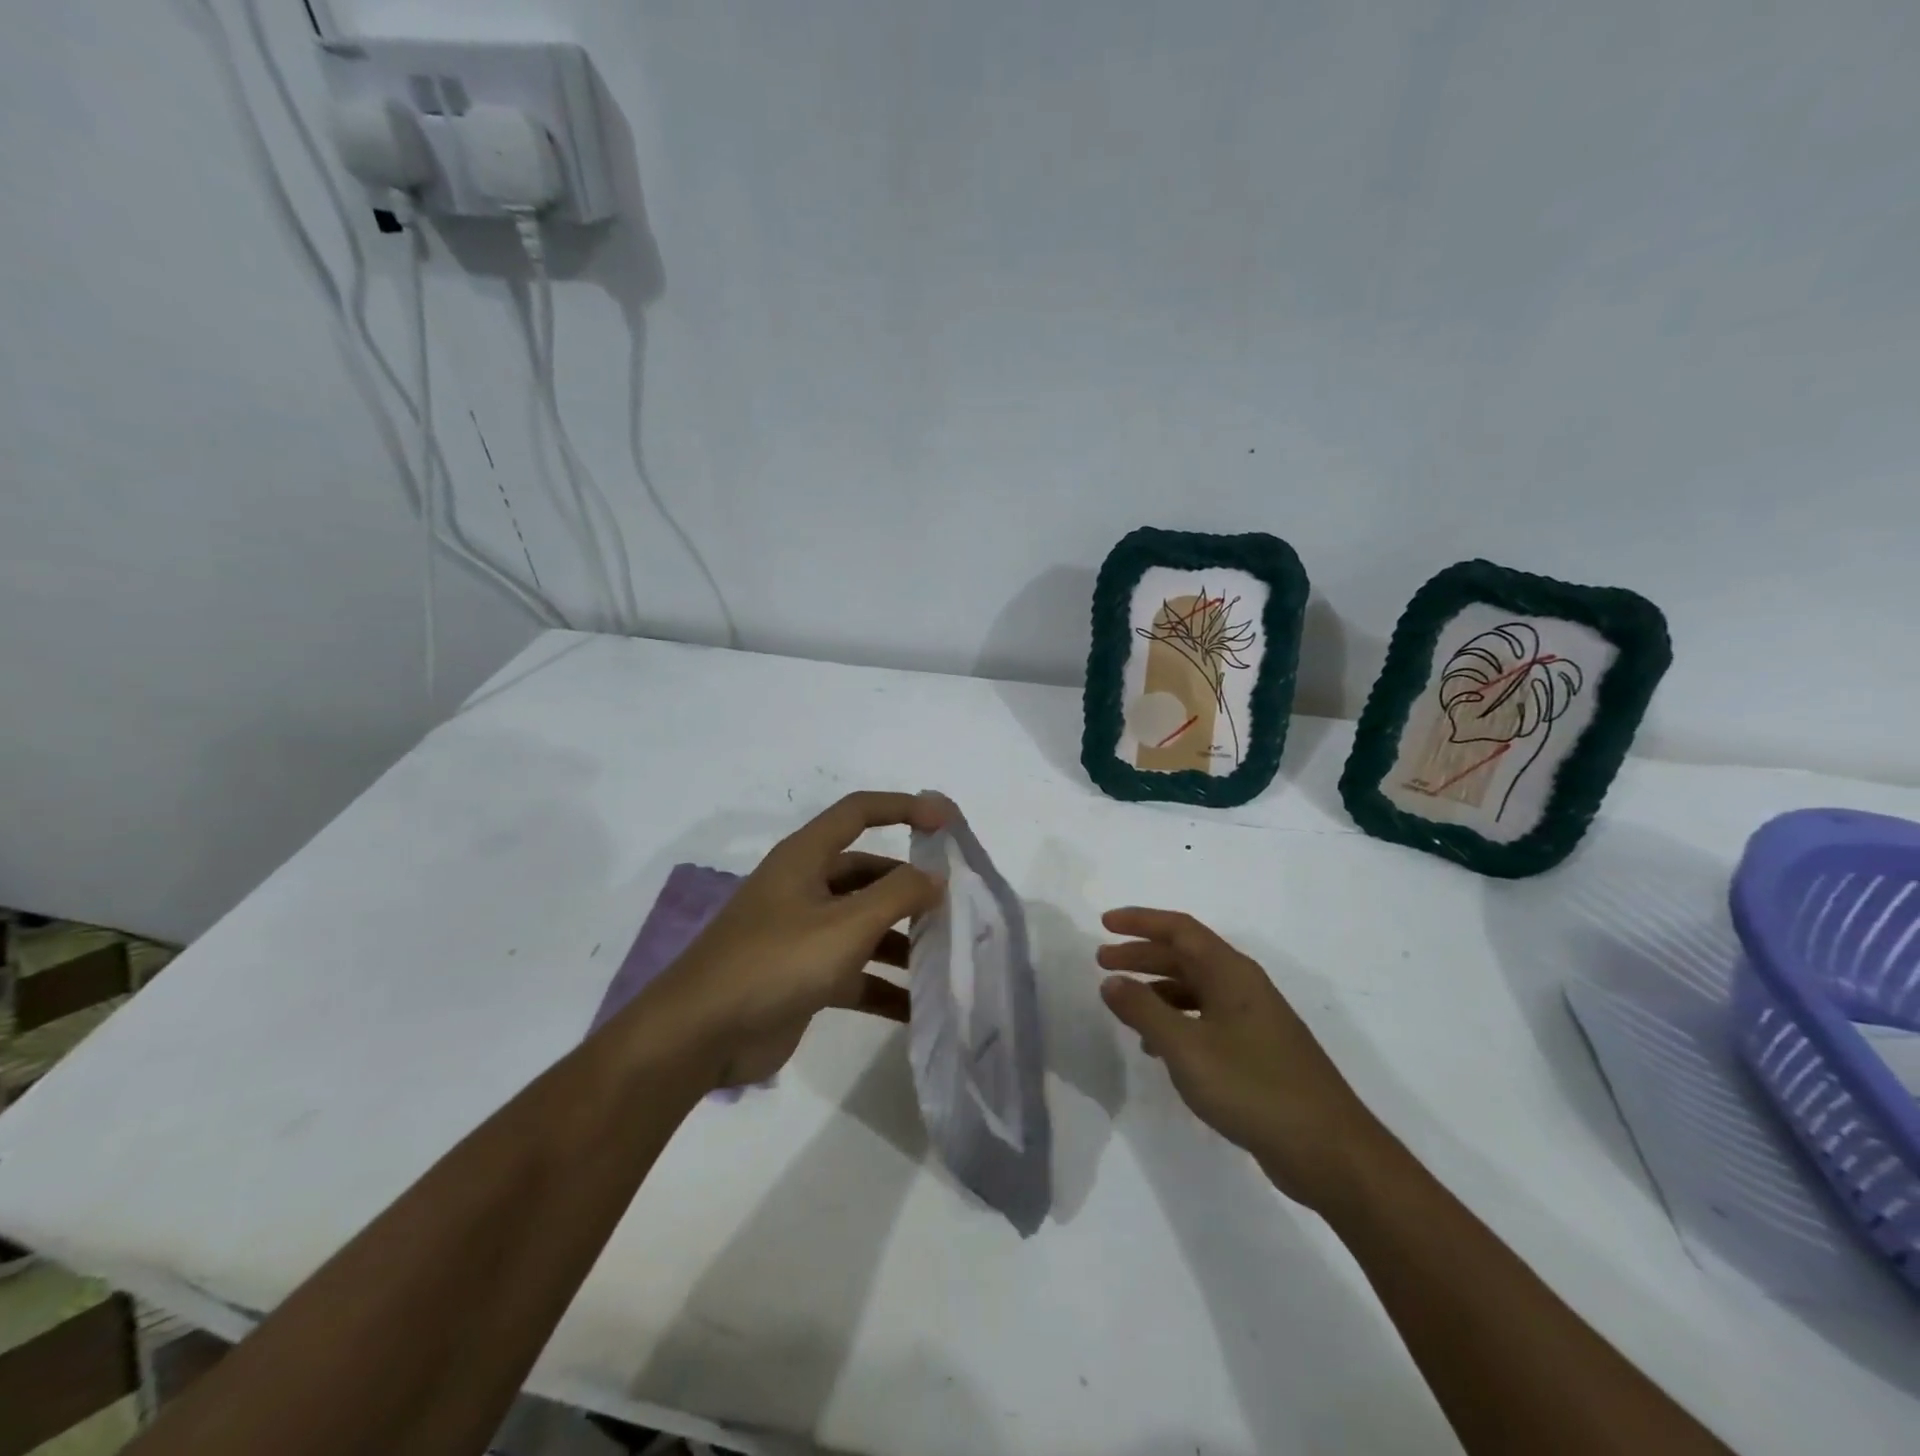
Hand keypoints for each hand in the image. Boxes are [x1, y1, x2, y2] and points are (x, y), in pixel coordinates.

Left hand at [651, 792, 947, 1087]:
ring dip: (903, 941)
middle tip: (955, 907)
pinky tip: (919, 1009)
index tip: (946, 823)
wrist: (698, 1036)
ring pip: (865, 926)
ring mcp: (803, 934)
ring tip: (946, 959)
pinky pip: (855, 972)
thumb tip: (934, 877)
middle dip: (910, 888)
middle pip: (868, 874)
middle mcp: (804, 888)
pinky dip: (885, 985)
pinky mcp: (803, 977)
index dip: (903, 808)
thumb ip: (897, 895)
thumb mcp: (845, 925)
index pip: (859, 812)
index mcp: (805, 858)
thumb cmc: (774, 962)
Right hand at [1097, 907, 1385, 1209]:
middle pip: (1185, 956)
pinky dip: (1176, 1022)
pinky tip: (1156, 1048)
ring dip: (1156, 990)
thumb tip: (1111, 981)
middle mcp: (1243, 987)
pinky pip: (1206, 1020)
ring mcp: (1253, 1020)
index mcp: (1231, 973)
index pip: (1180, 929)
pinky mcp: (1257, 1052)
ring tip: (1123, 1005)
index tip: (1104, 924)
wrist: (1328, 1151)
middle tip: (1102, 962)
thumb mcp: (1186, 1047)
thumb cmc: (1252, 1086)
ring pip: (1195, 989)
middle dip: (1142, 955)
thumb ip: (1143, 1011)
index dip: (1140, 921)